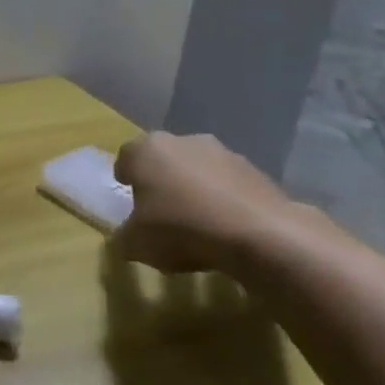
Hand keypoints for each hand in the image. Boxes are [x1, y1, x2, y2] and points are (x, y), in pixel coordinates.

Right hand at [112, 132, 302, 275]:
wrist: (261, 235)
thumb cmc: (181, 229)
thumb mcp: (136, 244)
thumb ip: (124, 238)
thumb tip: (126, 238)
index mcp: (147, 150)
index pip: (126, 158)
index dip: (125, 179)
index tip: (129, 201)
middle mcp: (183, 141)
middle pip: (164, 160)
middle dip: (161, 181)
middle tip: (160, 212)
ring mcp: (224, 153)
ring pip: (198, 170)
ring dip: (195, 190)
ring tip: (197, 225)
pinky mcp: (257, 171)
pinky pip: (228, 186)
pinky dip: (224, 201)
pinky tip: (225, 229)